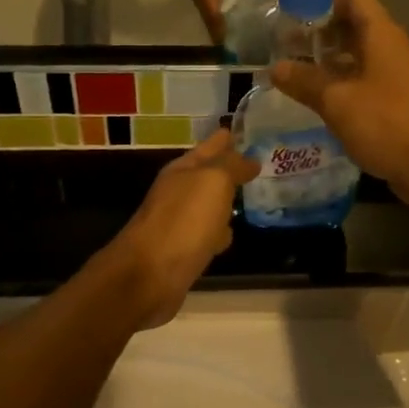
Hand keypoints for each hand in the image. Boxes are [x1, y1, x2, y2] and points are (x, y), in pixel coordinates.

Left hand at [106, 128, 258, 327]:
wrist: (149, 276)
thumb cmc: (184, 221)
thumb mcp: (213, 182)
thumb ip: (232, 166)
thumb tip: (249, 159)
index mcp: (182, 170)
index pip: (210, 146)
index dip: (226, 138)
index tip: (243, 131)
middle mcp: (178, 192)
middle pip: (208, 175)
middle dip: (230, 170)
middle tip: (259, 166)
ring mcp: (179, 223)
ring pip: (209, 206)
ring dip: (226, 203)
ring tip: (252, 199)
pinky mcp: (182, 252)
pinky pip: (207, 235)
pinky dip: (219, 234)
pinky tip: (230, 237)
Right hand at [269, 0, 408, 206]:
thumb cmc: (389, 123)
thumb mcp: (338, 101)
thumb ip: (305, 82)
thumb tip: (275, 68)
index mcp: (381, 35)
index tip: (292, 13)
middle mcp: (390, 50)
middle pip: (353, 27)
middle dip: (319, 34)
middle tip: (284, 47)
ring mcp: (395, 79)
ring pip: (357, 59)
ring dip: (327, 63)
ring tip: (292, 74)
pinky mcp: (396, 106)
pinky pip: (363, 86)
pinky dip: (340, 88)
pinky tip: (316, 103)